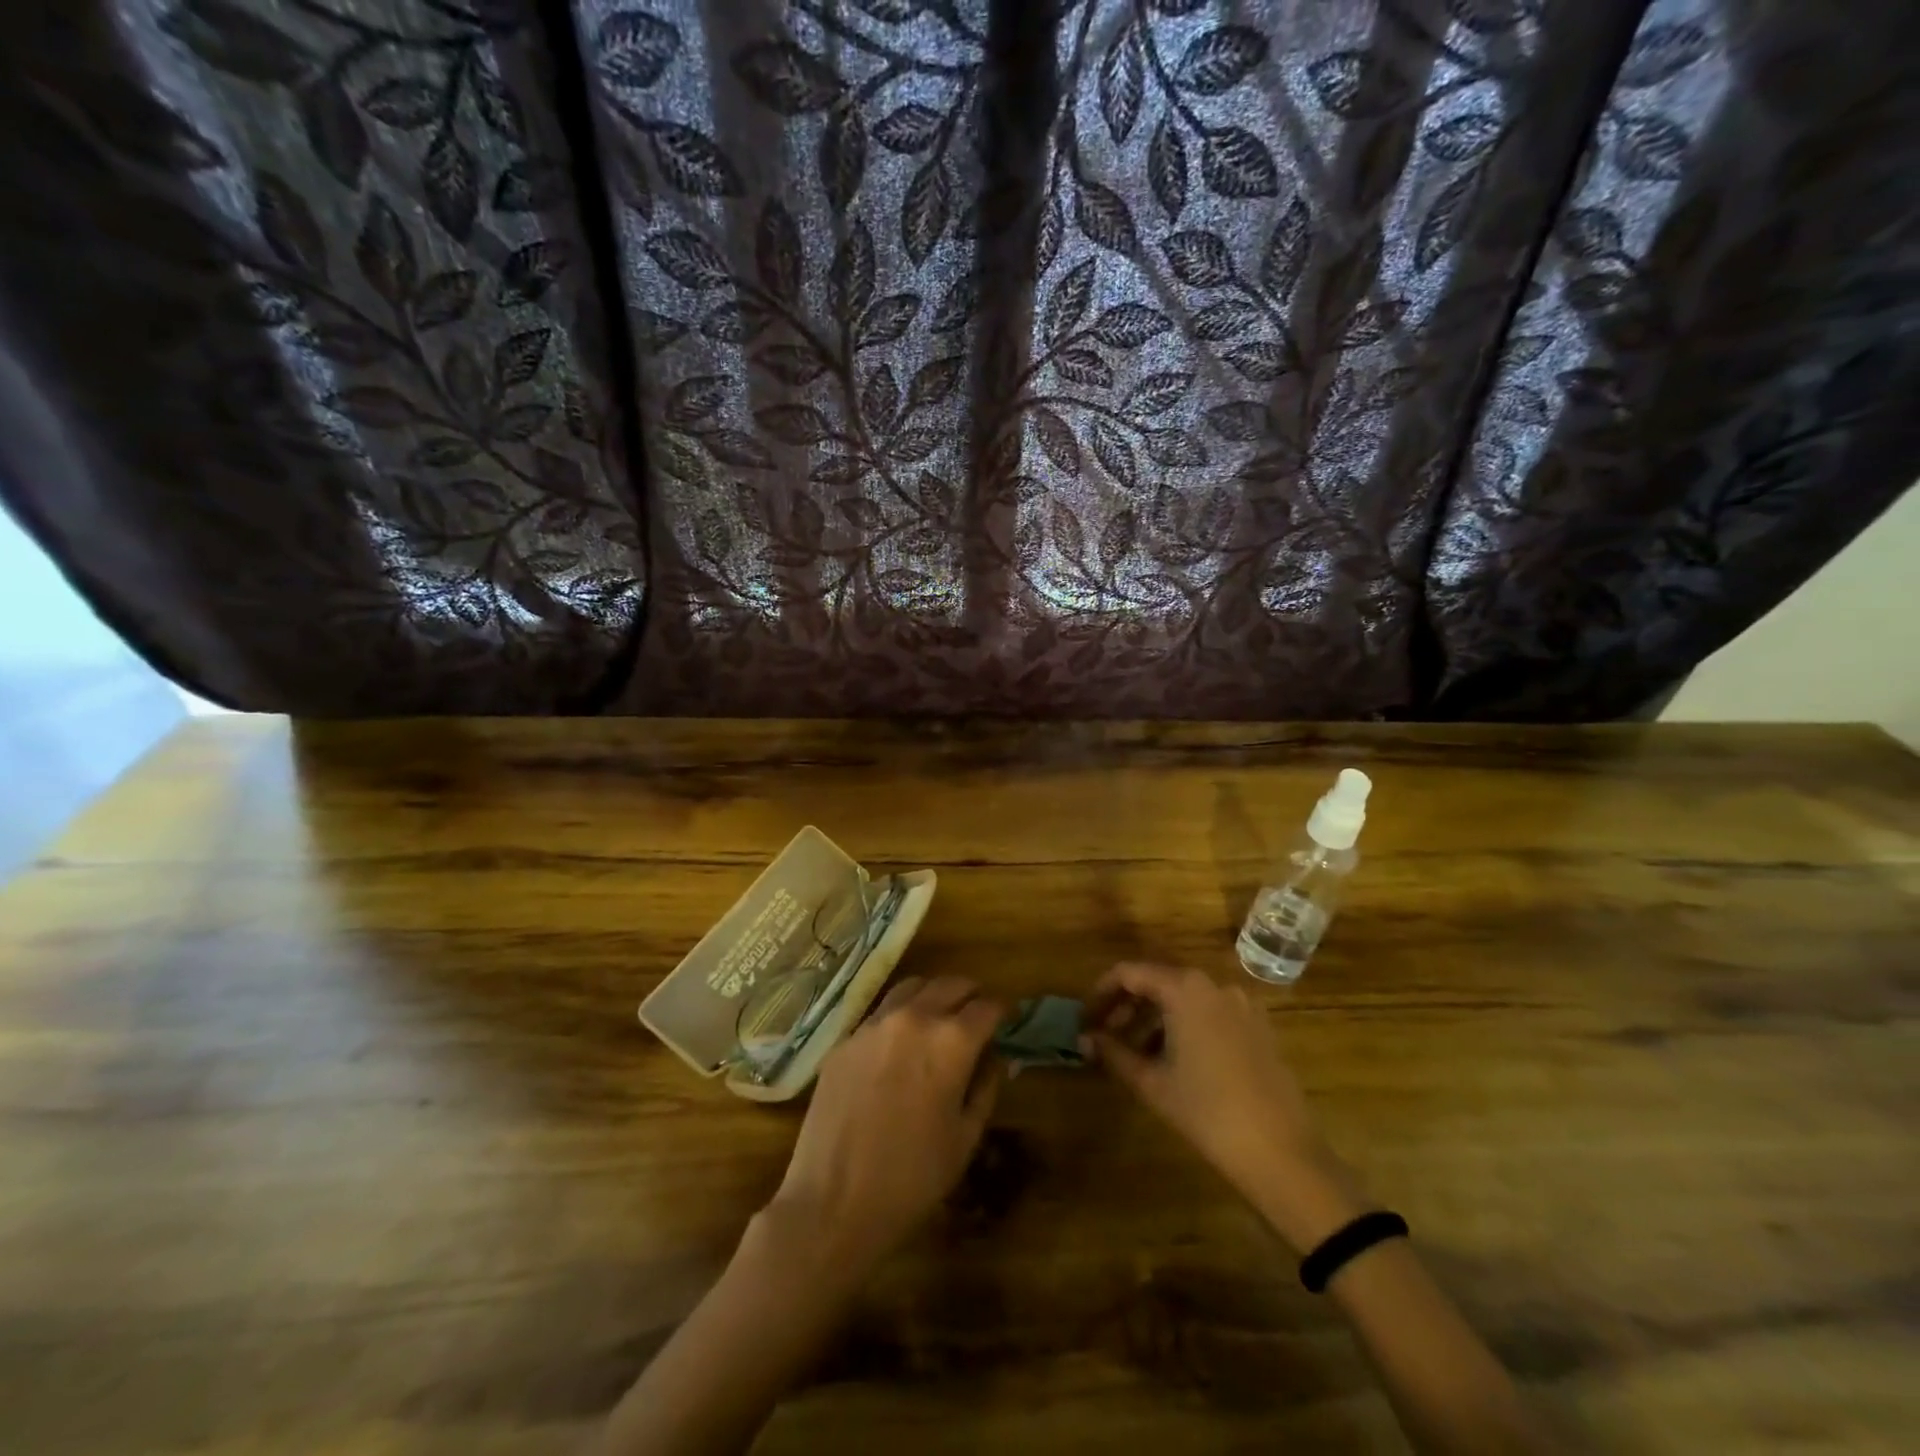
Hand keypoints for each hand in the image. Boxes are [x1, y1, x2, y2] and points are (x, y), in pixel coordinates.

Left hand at [765, 975, 1003, 1275]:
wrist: (834, 1202)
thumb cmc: (913, 1178)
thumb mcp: (965, 1137)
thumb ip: (985, 1087)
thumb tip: (995, 1057)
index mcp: (951, 1040)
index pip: (987, 1006)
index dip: (1002, 1012)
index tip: (1007, 1021)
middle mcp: (914, 1018)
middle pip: (950, 984)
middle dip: (970, 994)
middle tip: (977, 1013)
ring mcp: (874, 1024)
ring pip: (912, 988)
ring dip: (934, 996)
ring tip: (940, 1017)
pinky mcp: (845, 1040)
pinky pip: (880, 1013)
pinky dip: (900, 1016)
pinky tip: (901, 1043)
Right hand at [1083, 962, 1366, 1252]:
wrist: (1282, 1153)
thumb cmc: (1207, 1112)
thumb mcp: (1152, 1082)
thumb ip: (1114, 1053)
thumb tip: (1085, 1039)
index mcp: (1185, 988)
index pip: (1130, 973)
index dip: (1102, 992)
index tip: (1086, 1018)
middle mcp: (1214, 984)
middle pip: (1159, 981)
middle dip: (1128, 1005)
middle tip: (1106, 1036)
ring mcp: (1241, 1004)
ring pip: (1185, 998)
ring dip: (1155, 1017)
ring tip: (1136, 1053)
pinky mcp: (1259, 1026)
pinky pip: (1210, 1012)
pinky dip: (1186, 1025)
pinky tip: (1175, 1060)